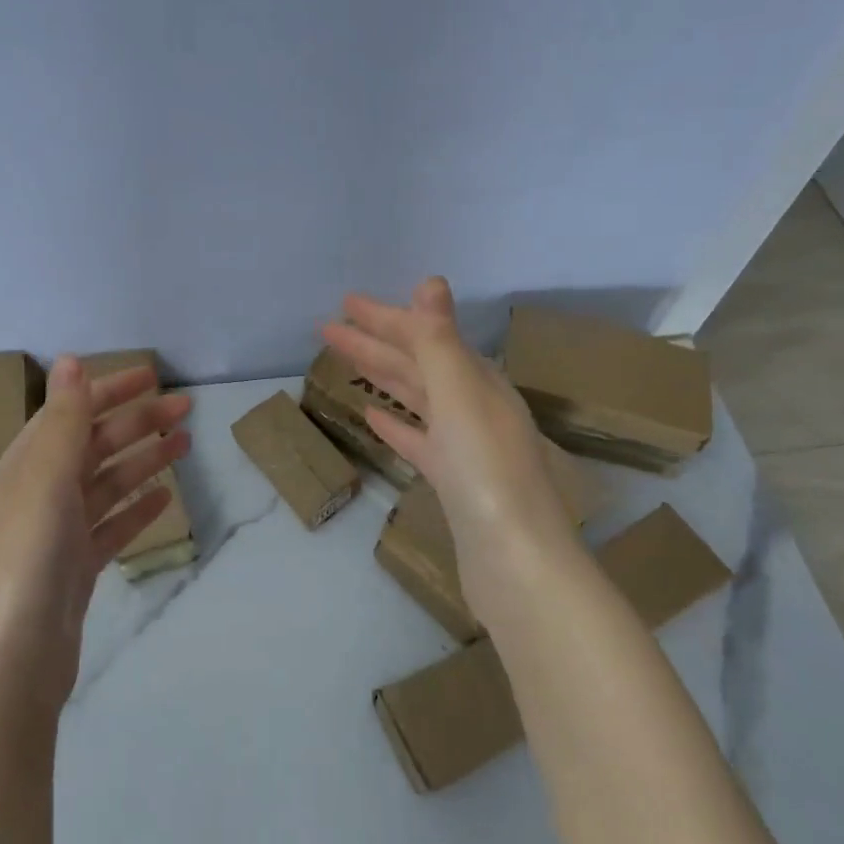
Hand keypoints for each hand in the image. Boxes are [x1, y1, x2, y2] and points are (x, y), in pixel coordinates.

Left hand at [0, 357, 191, 705]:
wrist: (11, 660)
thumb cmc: (27, 557)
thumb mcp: (45, 478)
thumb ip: (63, 419)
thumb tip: (69, 359)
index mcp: (27, 465)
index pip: (72, 412)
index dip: (110, 390)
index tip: (154, 376)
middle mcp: (40, 492)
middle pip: (95, 445)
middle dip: (139, 422)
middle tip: (187, 409)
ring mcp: (59, 533)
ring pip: (108, 483)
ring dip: (144, 459)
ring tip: (185, 444)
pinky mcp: (77, 568)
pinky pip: (112, 525)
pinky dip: (137, 507)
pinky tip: (165, 497)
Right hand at [322, 277, 583, 621]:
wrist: (514, 561)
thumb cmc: (484, 471)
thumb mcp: (460, 395)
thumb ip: (439, 340)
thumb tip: (430, 282)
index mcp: (479, 382)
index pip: (425, 337)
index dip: (385, 318)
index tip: (345, 303)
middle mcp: (474, 407)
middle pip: (417, 365)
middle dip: (374, 343)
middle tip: (328, 328)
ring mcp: (464, 446)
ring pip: (415, 398)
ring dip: (381, 376)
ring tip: (345, 361)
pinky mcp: (453, 481)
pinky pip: (417, 439)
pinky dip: (395, 423)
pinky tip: (371, 416)